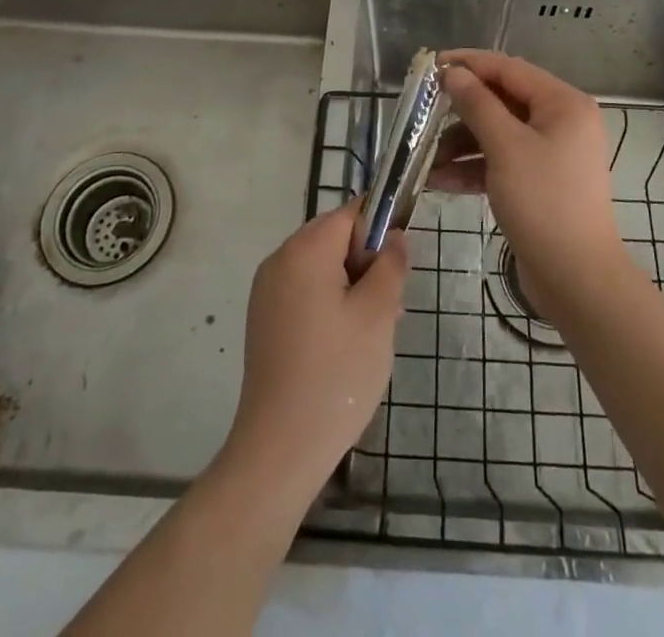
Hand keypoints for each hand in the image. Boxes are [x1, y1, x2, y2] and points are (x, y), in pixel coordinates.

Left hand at [221, 204, 406, 498]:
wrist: (280, 449)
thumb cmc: (336, 375)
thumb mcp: (378, 314)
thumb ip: (391, 264)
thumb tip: (394, 236)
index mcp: (304, 250)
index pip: (350, 213)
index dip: (380, 229)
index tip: (399, 264)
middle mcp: (279, 260)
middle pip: (334, 238)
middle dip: (366, 262)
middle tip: (390, 305)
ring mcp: (267, 291)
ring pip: (322, 267)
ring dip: (352, 285)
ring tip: (373, 330)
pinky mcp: (265, 320)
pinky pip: (305, 291)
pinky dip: (330, 304)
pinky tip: (346, 344)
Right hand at [431, 51, 628, 306]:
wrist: (576, 279)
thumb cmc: (544, 201)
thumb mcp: (505, 147)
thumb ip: (477, 104)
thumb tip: (453, 73)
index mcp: (563, 103)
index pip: (509, 69)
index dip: (469, 64)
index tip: (432, 65)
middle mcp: (562, 121)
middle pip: (503, 101)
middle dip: (461, 110)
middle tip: (423, 112)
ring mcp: (552, 153)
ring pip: (499, 133)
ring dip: (462, 143)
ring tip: (425, 157)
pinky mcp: (540, 181)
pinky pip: (503, 161)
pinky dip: (474, 167)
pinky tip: (440, 180)